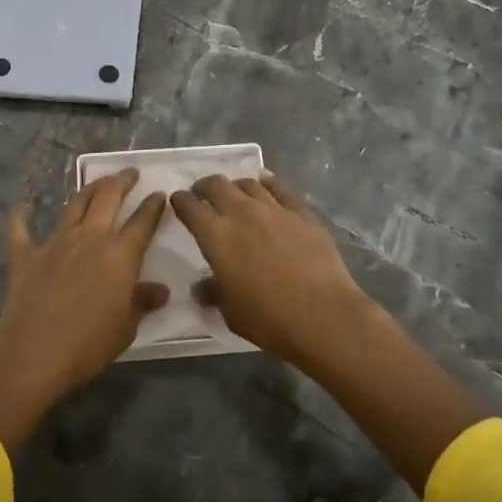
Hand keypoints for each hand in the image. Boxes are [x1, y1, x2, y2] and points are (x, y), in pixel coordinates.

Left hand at [0, 170, 166, 449]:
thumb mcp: (126, 327)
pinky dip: (20, 217)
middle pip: (108, 198)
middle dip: (121, 181)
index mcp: (120, 254)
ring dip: (87, 189)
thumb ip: (141, 302)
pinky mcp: (25, 254)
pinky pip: (20, 229)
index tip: (159, 194)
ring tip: (96, 183)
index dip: (153, 206)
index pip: (143, 222)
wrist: (35, 351)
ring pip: (74, 204)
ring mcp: (55, 242)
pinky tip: (21, 207)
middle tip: (129, 173)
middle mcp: (90, 238)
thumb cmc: (89, 343)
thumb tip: (160, 290)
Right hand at [171, 174, 373, 366]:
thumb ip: (213, 293)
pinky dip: (268, 183)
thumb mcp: (231, 312)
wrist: (323, 315)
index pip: (190, 207)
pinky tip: (266, 184)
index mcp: (216, 236)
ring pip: (249, 183)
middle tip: (202, 194)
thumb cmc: (269, 318)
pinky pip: (280, 188)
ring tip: (235, 193)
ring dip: (236, 186)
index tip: (177, 201)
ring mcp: (274, 209)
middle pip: (217, 185)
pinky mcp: (302, 212)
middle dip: (204, 186)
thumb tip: (202, 287)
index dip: (180, 201)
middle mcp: (241, 213)